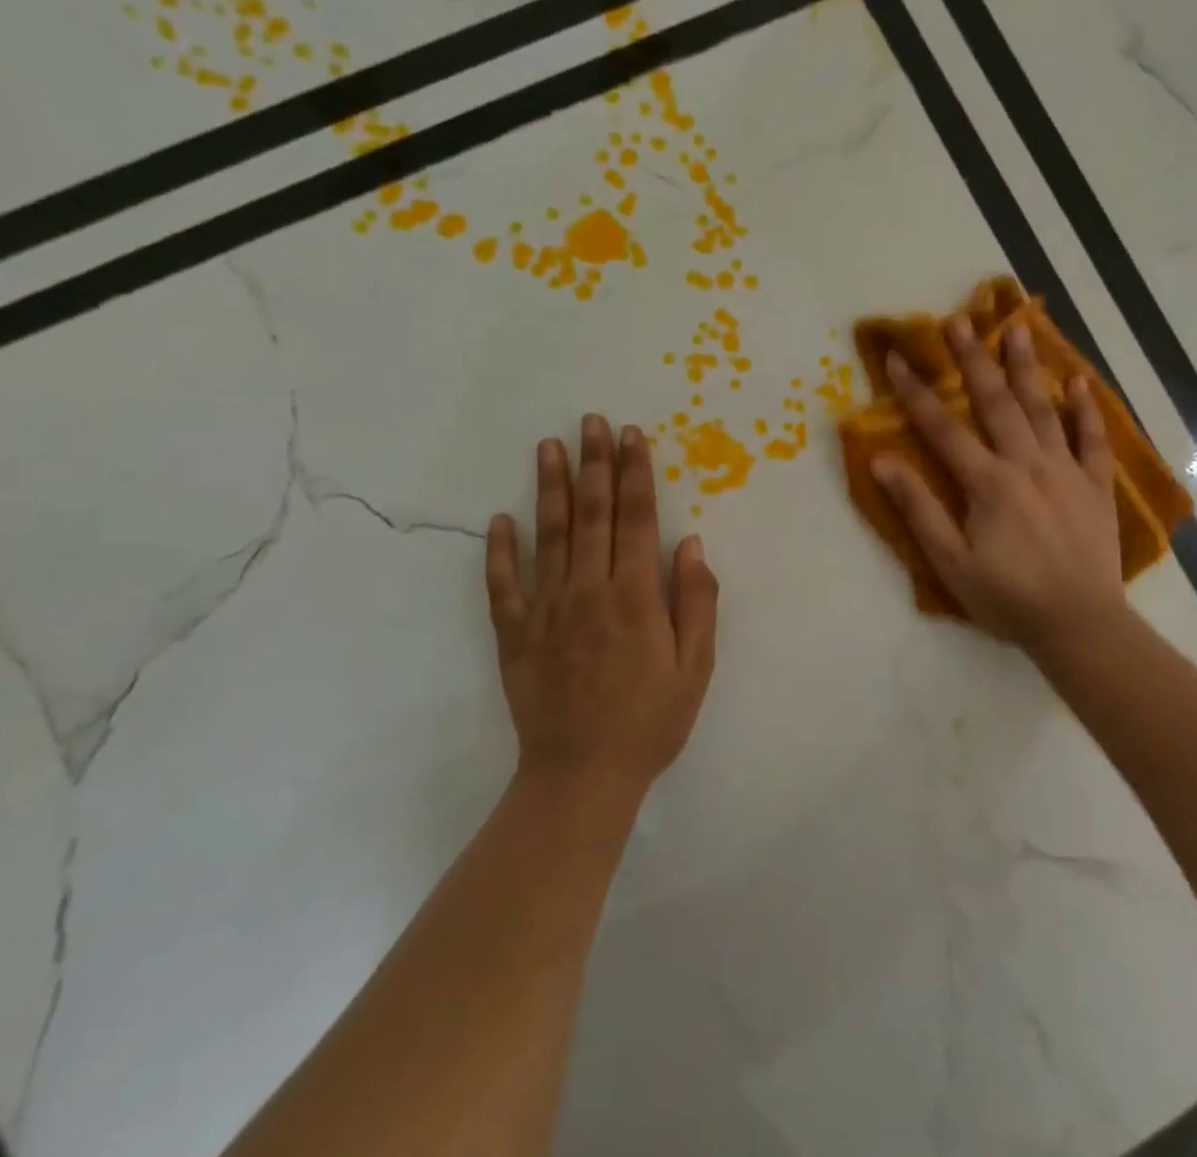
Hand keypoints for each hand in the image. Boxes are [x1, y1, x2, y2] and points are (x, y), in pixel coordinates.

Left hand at [486, 415, 719, 810]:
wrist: (582, 776)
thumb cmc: (650, 722)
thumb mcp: (695, 667)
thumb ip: (696, 601)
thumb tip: (690, 542)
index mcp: (635, 597)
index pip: (636, 519)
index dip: (635, 473)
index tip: (631, 435)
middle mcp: (589, 591)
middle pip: (592, 514)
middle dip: (594, 463)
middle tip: (591, 420)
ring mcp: (546, 610)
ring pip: (549, 536)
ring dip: (549, 488)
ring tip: (549, 446)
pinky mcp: (515, 634)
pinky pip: (504, 585)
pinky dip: (501, 550)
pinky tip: (500, 519)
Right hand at [873, 316, 1124, 661]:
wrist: (1080, 625)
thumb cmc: (1008, 598)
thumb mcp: (951, 562)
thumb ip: (919, 509)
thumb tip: (883, 461)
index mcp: (988, 483)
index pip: (943, 428)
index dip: (915, 392)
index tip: (896, 357)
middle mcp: (1027, 464)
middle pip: (996, 402)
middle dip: (973, 359)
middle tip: (959, 320)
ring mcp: (1066, 471)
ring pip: (1043, 409)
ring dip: (1027, 366)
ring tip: (1017, 327)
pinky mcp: (1096, 486)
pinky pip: (1092, 439)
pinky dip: (1085, 410)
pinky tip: (1078, 382)